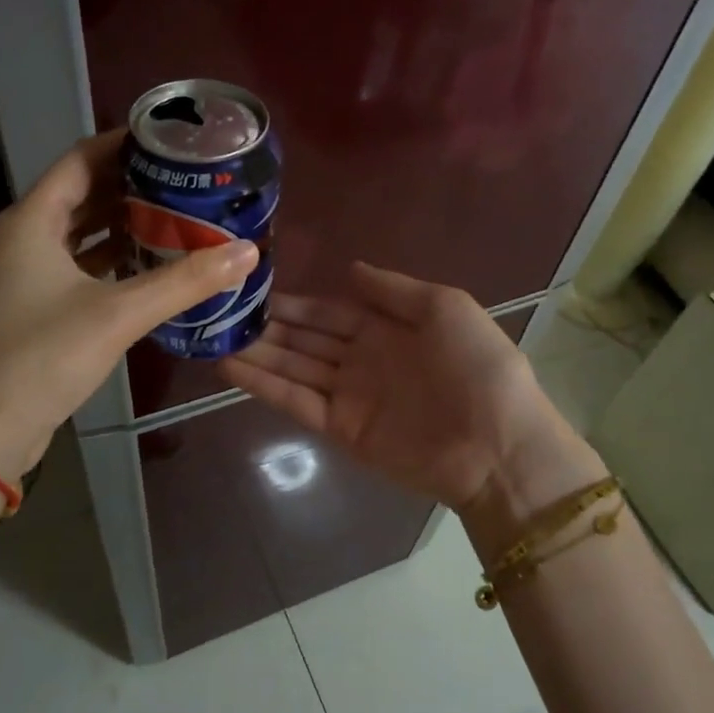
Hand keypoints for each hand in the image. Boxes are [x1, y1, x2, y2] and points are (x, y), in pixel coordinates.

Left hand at [0, 131, 258, 479]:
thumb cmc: (44, 357)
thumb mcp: (119, 313)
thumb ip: (185, 281)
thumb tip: (247, 251)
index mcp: (32, 220)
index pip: (81, 159)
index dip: (125, 144)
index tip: (173, 143)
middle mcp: (24, 236)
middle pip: (82, 192)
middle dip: (132, 184)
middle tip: (186, 180)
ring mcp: (27, 272)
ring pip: (82, 231)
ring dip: (124, 222)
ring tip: (177, 215)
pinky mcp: (36, 303)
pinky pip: (80, 264)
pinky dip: (113, 258)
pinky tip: (151, 263)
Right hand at [218, 263, 592, 525]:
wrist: (497, 442)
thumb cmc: (477, 366)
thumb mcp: (445, 307)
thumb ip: (393, 290)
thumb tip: (349, 269)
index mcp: (387, 329)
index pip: (330, 313)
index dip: (297, 304)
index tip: (257, 291)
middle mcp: (362, 360)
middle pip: (306, 341)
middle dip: (269, 328)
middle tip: (225, 313)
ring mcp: (349, 396)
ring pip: (293, 369)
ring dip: (257, 354)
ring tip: (216, 337)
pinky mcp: (340, 429)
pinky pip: (296, 402)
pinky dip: (263, 385)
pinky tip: (230, 367)